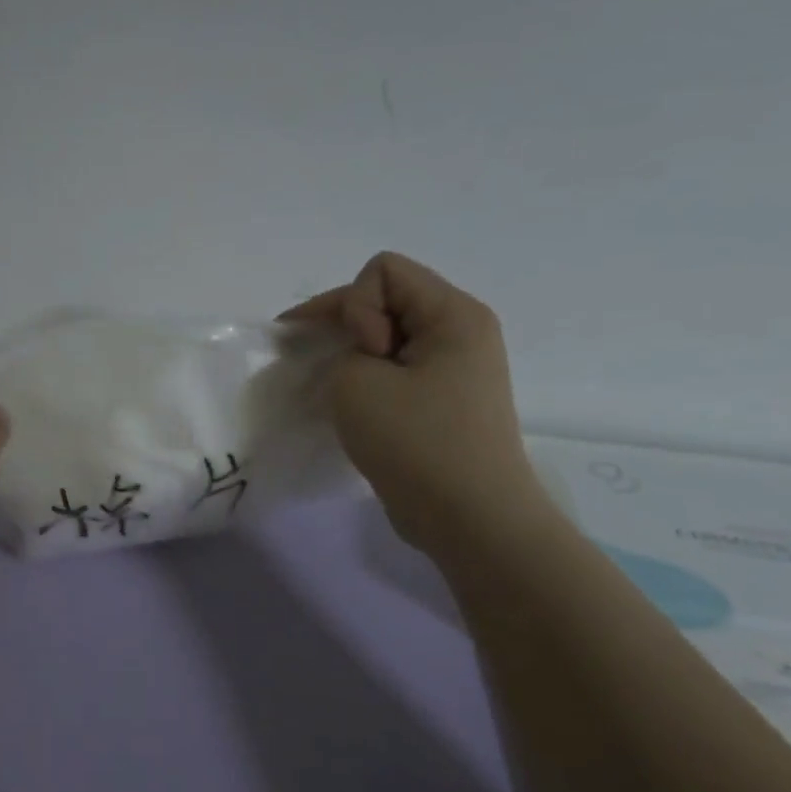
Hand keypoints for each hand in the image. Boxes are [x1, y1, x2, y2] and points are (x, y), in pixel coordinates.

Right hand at [281, 252, 545, 554]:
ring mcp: (456, 367)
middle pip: (387, 297)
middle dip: (345, 324)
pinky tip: (350, 403)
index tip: (360, 354)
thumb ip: (340, 349)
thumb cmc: (416, 443)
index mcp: (454, 314)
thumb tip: (357, 358)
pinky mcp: (445, 399)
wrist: (471, 520)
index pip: (383, 271)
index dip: (354, 304)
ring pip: (388, 334)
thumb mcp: (356, 382)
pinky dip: (368, 376)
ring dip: (352, 353)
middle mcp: (462, 331)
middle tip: (319, 364)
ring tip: (331, 386)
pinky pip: (397, 366)